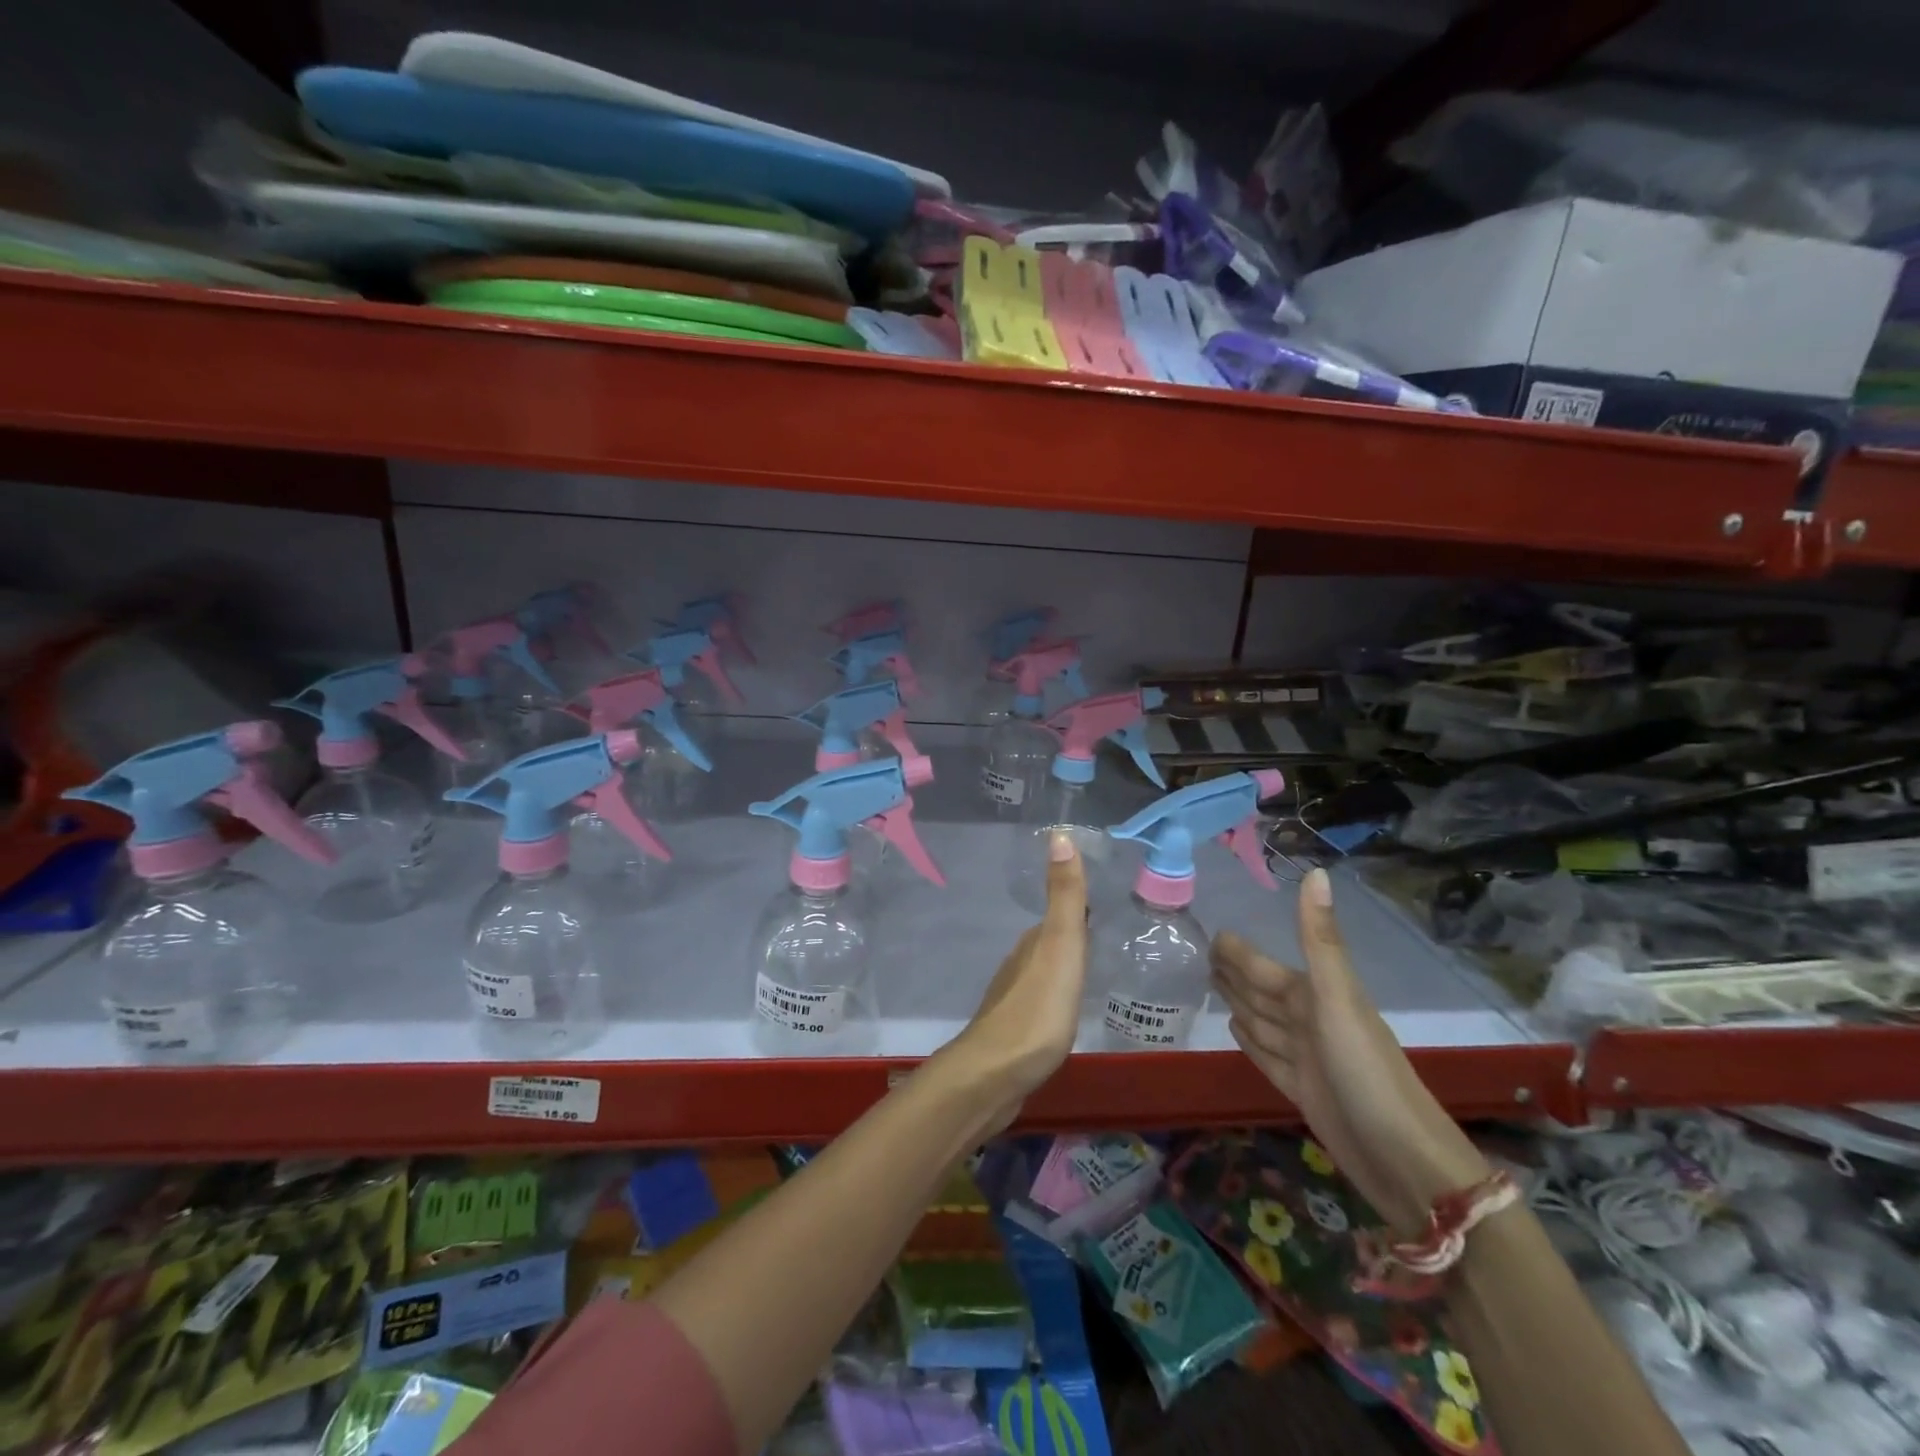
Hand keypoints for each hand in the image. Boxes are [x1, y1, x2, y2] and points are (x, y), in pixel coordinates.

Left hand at [936, 831, 1087, 1131]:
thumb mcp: (1061, 947)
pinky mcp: (1013, 1033)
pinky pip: (1039, 1005)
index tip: (1102, 904)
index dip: (1078, 908)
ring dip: (1061, 969)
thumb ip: (1064, 897)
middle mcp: (1019, 965)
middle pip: (1049, 944)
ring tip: (1089, 974)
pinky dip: (1053, 999)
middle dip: (1072, 937)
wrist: (995, 1075)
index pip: (1059, 917)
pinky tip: (1064, 1013)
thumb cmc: (1037, 1009)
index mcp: (1033, 944)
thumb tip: (1060, 833)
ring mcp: (1013, 1000)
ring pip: (1042, 974)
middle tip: (1104, 937)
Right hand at [1211, 868, 1488, 1234]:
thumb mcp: (1338, 999)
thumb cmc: (1367, 1072)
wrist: (1405, 1162)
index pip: (1264, 966)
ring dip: (1239, 1002)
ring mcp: (1306, 1058)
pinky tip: (1235, 1031)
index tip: (1213, 934)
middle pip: (1262, 991)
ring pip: (1261, 1021)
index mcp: (1314, 997)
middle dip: (1235, 972)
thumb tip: (1315, 871)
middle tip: (1202, 955)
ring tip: (1213, 985)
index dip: (1240, 952)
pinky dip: (1249, 1042)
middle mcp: (1309, 1022)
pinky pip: (1266, 1056)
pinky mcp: (1302, 1092)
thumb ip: (1319, 939)